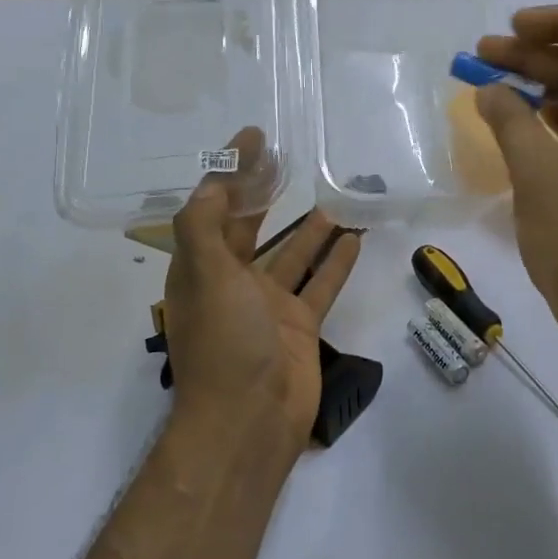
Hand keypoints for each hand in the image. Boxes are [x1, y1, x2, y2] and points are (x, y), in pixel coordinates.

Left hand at [163, 129, 361, 455]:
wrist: (250, 420)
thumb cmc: (224, 342)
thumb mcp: (205, 276)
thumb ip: (203, 226)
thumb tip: (212, 182)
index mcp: (202, 269)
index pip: (214, 207)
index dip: (230, 171)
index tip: (253, 138)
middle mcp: (232, 283)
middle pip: (249, 227)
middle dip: (265, 193)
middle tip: (288, 157)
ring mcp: (268, 306)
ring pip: (292, 255)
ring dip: (310, 228)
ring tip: (334, 194)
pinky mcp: (300, 326)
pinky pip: (320, 284)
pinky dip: (335, 262)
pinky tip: (355, 237)